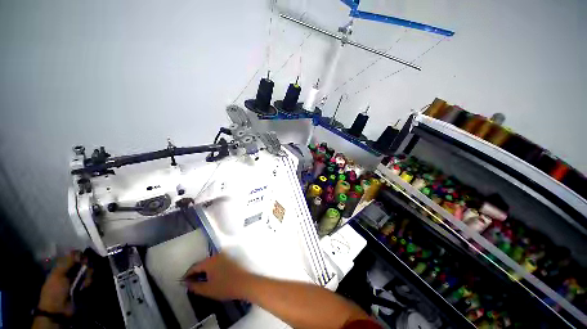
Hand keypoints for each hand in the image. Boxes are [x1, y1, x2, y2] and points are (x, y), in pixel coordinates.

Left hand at [38, 251, 90, 316]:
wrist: (59, 309)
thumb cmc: (55, 290)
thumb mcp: (58, 275)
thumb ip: (67, 262)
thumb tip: (78, 252)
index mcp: (62, 267)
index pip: (73, 256)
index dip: (79, 255)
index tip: (83, 257)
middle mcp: (70, 271)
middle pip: (82, 263)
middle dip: (86, 265)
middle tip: (85, 269)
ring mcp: (77, 279)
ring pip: (88, 271)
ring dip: (88, 275)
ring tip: (84, 281)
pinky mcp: (83, 286)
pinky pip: (89, 280)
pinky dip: (88, 282)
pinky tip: (85, 286)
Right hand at [183, 253, 252, 300]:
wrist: (245, 282)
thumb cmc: (226, 286)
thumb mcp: (207, 289)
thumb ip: (194, 286)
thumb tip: (186, 283)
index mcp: (210, 261)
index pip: (195, 266)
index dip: (188, 275)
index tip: (184, 282)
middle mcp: (217, 254)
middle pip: (203, 263)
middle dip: (197, 272)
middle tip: (193, 282)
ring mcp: (226, 255)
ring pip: (211, 262)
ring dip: (205, 269)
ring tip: (203, 280)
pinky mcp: (232, 257)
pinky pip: (218, 261)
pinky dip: (213, 268)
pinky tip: (213, 276)